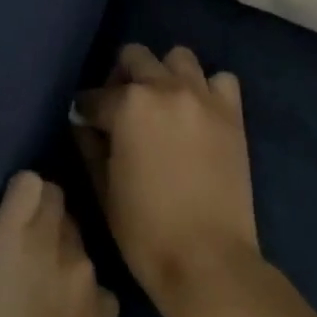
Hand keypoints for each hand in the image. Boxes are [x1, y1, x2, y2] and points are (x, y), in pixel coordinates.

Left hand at [0, 172, 117, 316]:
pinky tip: (0, 207)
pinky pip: (26, 185)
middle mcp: (85, 268)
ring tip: (7, 228)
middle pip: (74, 226)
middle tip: (22, 251)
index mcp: (104, 309)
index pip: (92, 265)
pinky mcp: (13, 231)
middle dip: (52, 234)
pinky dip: (16, 192)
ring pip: (52, 199)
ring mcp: (51, 245)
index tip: (44, 280)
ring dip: (33, 212)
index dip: (66, 269)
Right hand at [73, 45, 261, 316]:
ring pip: (178, 57)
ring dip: (164, 73)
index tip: (86, 123)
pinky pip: (220, 79)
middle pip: (135, 57)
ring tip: (161, 104)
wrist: (208, 260)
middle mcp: (165, 88)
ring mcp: (203, 97)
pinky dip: (207, 88)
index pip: (94, 96)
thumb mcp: (104, 189)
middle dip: (121, 77)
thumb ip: (90, 147)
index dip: (85, 110)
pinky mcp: (232, 113)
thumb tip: (84, 124)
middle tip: (120, 108)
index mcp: (128, 105)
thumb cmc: (145, 231)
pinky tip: (197, 112)